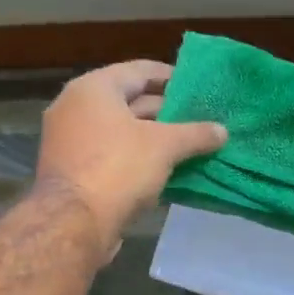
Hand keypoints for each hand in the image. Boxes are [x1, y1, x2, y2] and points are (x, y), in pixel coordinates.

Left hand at [36, 60, 226, 259]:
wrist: (73, 223)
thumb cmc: (118, 168)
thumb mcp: (165, 147)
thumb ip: (195, 134)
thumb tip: (222, 131)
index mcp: (94, 89)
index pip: (140, 71)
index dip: (172, 77)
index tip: (198, 88)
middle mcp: (76, 107)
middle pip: (130, 100)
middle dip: (166, 111)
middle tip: (199, 118)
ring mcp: (70, 140)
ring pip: (121, 130)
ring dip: (154, 137)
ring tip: (190, 144)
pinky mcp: (73, 169)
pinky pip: (112, 153)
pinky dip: (137, 157)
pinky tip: (166, 169)